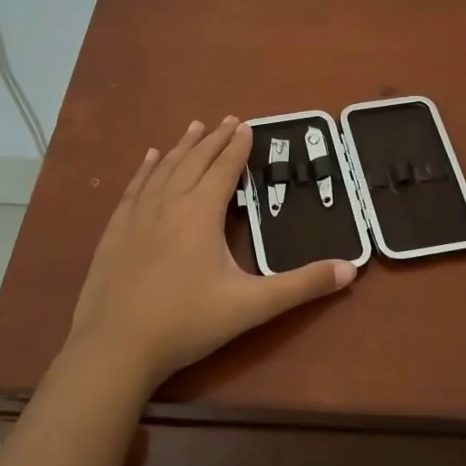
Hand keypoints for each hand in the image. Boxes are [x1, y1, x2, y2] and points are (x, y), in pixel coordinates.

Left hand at [67, 117, 355, 389]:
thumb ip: (301, 286)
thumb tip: (351, 269)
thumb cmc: (186, 323)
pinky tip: (149, 159)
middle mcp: (169, 204)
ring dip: (182, 146)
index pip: (223, 169)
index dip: (238, 146)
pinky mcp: (115, 231)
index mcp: (200, 213)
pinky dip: (146, 168)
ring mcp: (137, 216)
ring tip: (195, 126)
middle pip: (194, 161)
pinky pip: (135, 187)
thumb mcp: (251, 306)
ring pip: (164, 169)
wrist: (115, 347)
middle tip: (228, 119)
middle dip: (214, 139)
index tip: (247, 125)